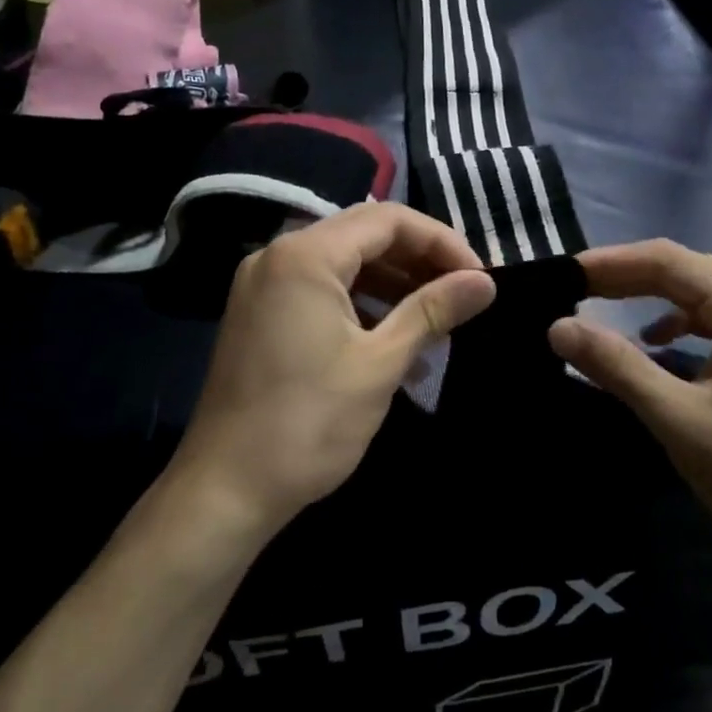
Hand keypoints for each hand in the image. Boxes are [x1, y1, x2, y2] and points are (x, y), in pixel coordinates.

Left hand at [171, 204, 495, 537]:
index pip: (388, 220)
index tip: (479, 277)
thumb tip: (486, 282)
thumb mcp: (380, 363)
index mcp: (306, 255)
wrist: (225, 491)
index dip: (441, 242)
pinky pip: (322, 289)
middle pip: (365, 234)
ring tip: (437, 318)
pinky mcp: (261, 313)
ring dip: (393, 283)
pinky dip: (362, 304)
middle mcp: (279, 255)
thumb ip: (433, 310)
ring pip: (344, 262)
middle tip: (463, 291)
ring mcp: (265, 284)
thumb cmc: (308, 423)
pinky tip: (396, 339)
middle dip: (419, 259)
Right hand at [548, 241, 711, 583]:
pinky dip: (680, 323)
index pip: (669, 261)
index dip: (611, 263)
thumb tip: (558, 326)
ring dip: (651, 297)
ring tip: (602, 304)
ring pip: (702, 294)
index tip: (562, 272)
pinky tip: (657, 341)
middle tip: (572, 288)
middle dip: (627, 276)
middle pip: (686, 272)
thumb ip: (617, 366)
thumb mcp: (680, 420)